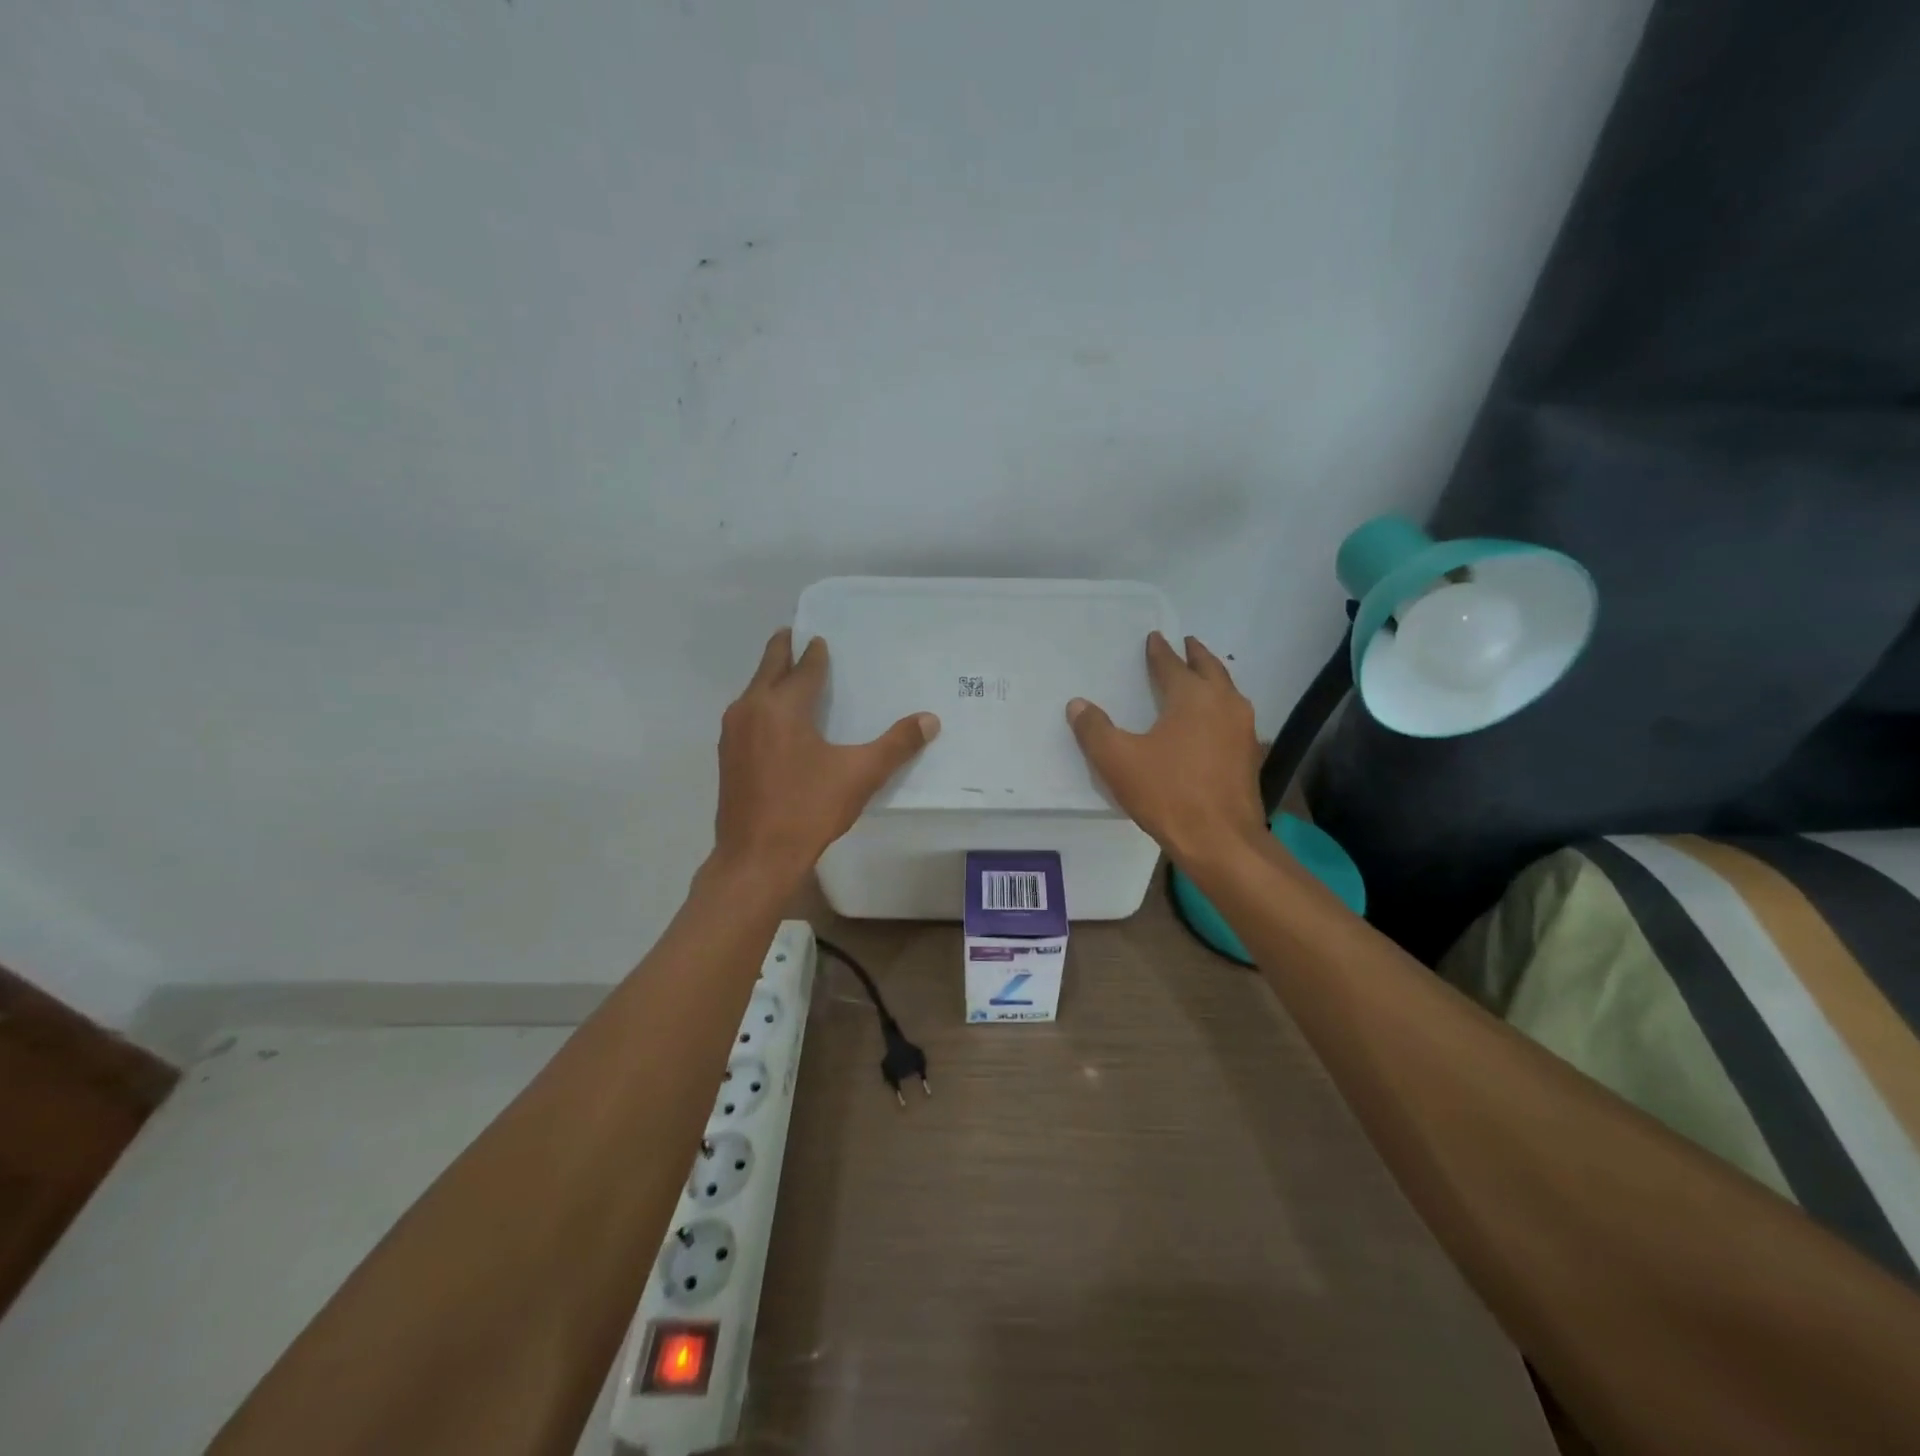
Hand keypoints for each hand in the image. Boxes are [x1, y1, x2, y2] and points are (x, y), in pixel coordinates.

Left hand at [714, 629, 939, 881]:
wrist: (756, 857)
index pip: (803, 668)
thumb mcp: (860, 775)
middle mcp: (751, 709)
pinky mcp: (726, 756)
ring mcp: (733, 733)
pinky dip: (761, 704)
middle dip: (782, 650)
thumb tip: (930, 719)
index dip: (815, 654)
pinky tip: (774, 720)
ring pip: (753, 692)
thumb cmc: (808, 810)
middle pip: (768, 669)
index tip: (820, 639)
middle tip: (794, 634)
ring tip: (788, 676)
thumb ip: (896, 744)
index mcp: (782, 706)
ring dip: (770, 678)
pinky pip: (746, 715)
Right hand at [1067, 632, 1265, 868]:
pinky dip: (1220, 707)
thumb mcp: (1118, 761)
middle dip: (1196, 655)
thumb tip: (1077, 704)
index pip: (1172, 665)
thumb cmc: (1168, 793)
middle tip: (1186, 644)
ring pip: (1227, 692)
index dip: (1160, 652)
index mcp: (1193, 697)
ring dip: (1212, 679)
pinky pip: (1233, 717)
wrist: (1221, 841)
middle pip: (1210, 669)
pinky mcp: (1249, 756)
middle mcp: (1224, 704)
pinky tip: (1211, 722)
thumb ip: (1095, 730)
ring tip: (1199, 678)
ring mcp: (1243, 730)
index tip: (1155, 638)